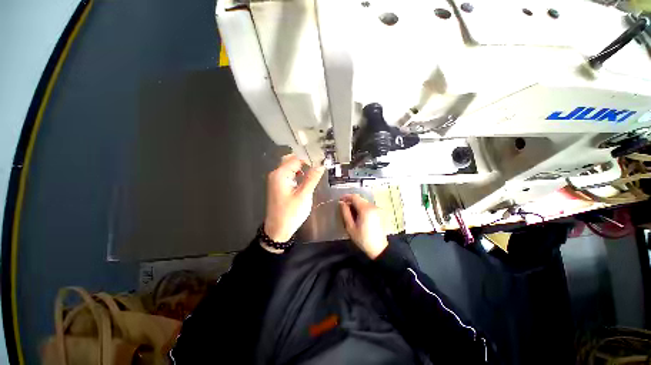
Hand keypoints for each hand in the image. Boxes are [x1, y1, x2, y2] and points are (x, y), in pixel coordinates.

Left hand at [264, 154, 324, 242]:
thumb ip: (312, 178)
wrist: (277, 230)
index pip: (296, 158)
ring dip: (302, 166)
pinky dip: (298, 173)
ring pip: (290, 167)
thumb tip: (321, 164)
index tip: (322, 160)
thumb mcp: (304, 195)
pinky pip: (289, 174)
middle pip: (291, 160)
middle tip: (319, 163)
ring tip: (315, 169)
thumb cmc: (290, 213)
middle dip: (305, 160)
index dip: (309, 158)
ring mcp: (276, 180)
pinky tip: (306, 178)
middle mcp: (276, 174)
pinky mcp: (279, 186)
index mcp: (280, 174)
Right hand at [339, 194, 387, 258]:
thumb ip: (345, 213)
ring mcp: (376, 209)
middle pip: (359, 199)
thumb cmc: (363, 239)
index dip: (346, 197)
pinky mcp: (379, 213)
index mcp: (365, 209)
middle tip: (344, 208)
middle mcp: (372, 206)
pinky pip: (368, 206)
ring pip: (364, 202)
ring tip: (350, 213)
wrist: (379, 248)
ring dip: (356, 204)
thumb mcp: (350, 227)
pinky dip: (362, 208)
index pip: (354, 197)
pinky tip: (358, 216)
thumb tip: (341, 203)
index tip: (340, 200)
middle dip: (351, 201)